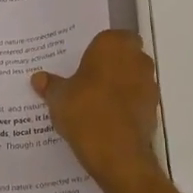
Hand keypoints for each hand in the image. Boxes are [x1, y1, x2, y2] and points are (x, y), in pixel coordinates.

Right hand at [31, 30, 163, 192]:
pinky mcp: (153, 109)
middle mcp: (136, 59)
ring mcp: (149, 84)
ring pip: (133, 77)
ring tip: (95, 102)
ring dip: (120, 85)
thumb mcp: (59, 98)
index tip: (82, 63)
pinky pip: (137, 100)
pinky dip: (126, 105)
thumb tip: (38, 78)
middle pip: (124, 55)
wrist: (118, 155)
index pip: (110, 37)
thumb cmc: (86, 112)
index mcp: (113, 45)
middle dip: (110, 65)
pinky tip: (107, 119)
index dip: (98, 49)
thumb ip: (51, 85)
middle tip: (86, 80)